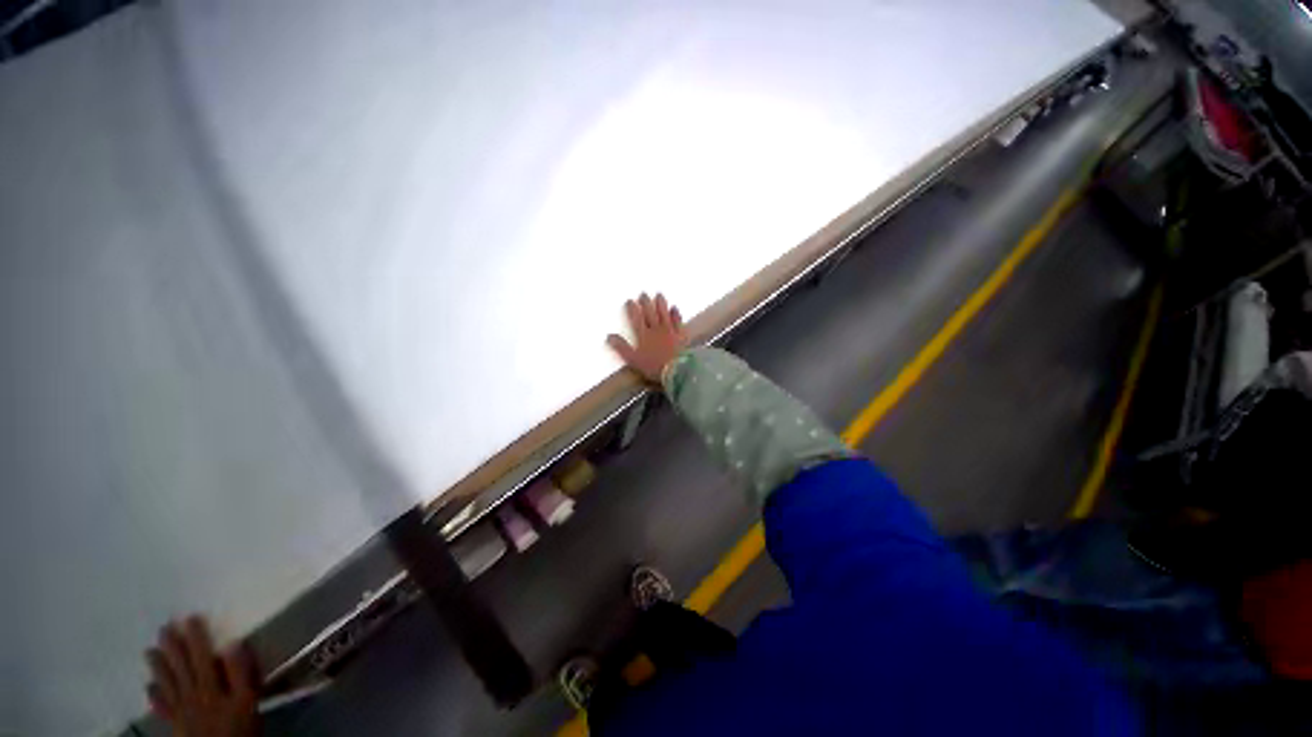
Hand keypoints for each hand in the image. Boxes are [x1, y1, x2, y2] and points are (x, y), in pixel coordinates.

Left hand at [145, 616, 259, 736]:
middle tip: (164, 627)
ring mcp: (181, 710)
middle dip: (173, 647)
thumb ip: (240, 673)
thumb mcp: (248, 701)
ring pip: (168, 683)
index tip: (191, 618)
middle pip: (181, 667)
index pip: (202, 656)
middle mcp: (192, 693)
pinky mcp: (176, 724)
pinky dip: (155, 695)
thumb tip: (233, 643)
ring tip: (150, 650)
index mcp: (211, 686)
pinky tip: (149, 687)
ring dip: (159, 666)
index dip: (196, 637)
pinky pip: (162, 707)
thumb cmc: (239, 728)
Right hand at [607, 292, 687, 382]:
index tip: (630, 301)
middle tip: (644, 293)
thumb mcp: (633, 360)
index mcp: (644, 335)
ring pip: (664, 314)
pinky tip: (675, 308)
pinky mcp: (681, 335)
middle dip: (646, 303)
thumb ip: (621, 347)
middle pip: (650, 313)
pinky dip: (676, 314)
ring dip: (661, 304)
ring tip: (659, 295)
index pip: (636, 318)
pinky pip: (678, 322)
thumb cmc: (653, 366)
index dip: (632, 309)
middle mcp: (656, 330)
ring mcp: (670, 331)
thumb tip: (609, 336)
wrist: (675, 370)